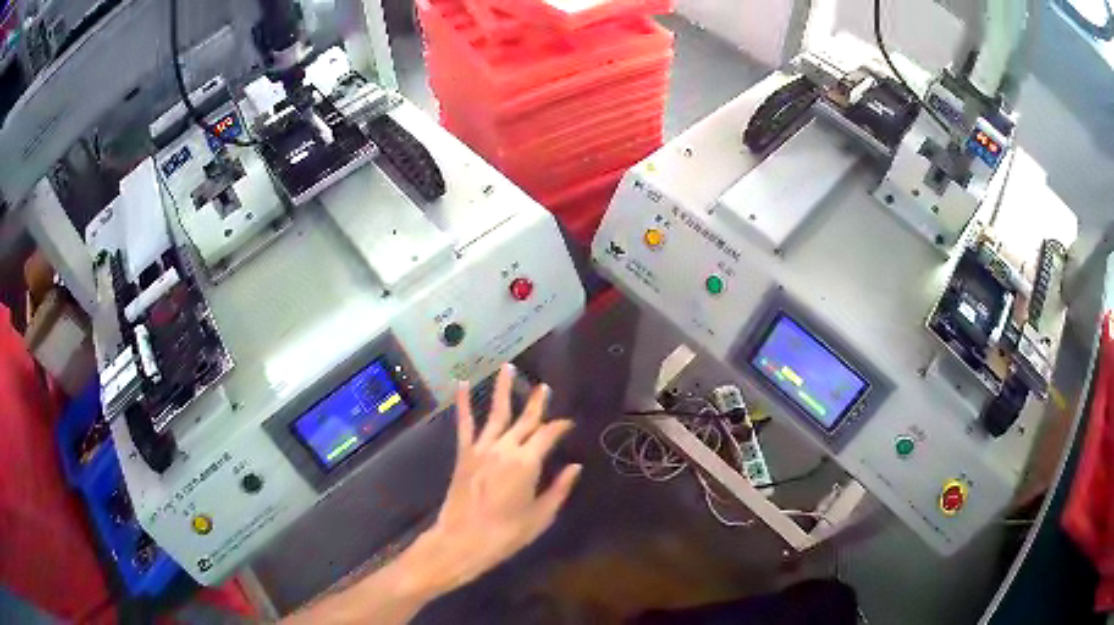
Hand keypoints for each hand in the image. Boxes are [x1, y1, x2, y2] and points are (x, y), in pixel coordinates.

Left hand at [405, 364, 581, 594]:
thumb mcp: (541, 516)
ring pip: (497, 413)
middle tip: (544, 387)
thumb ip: (559, 489)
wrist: (463, 540)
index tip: (568, 423)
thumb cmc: (506, 533)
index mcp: (527, 462)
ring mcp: (482, 448)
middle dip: (537, 402)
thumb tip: (575, 467)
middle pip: (525, 420)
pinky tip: (463, 384)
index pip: (548, 435)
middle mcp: (505, 448)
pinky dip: (464, 403)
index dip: (560, 426)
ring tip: (508, 368)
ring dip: (504, 390)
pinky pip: (465, 424)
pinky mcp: (464, 453)